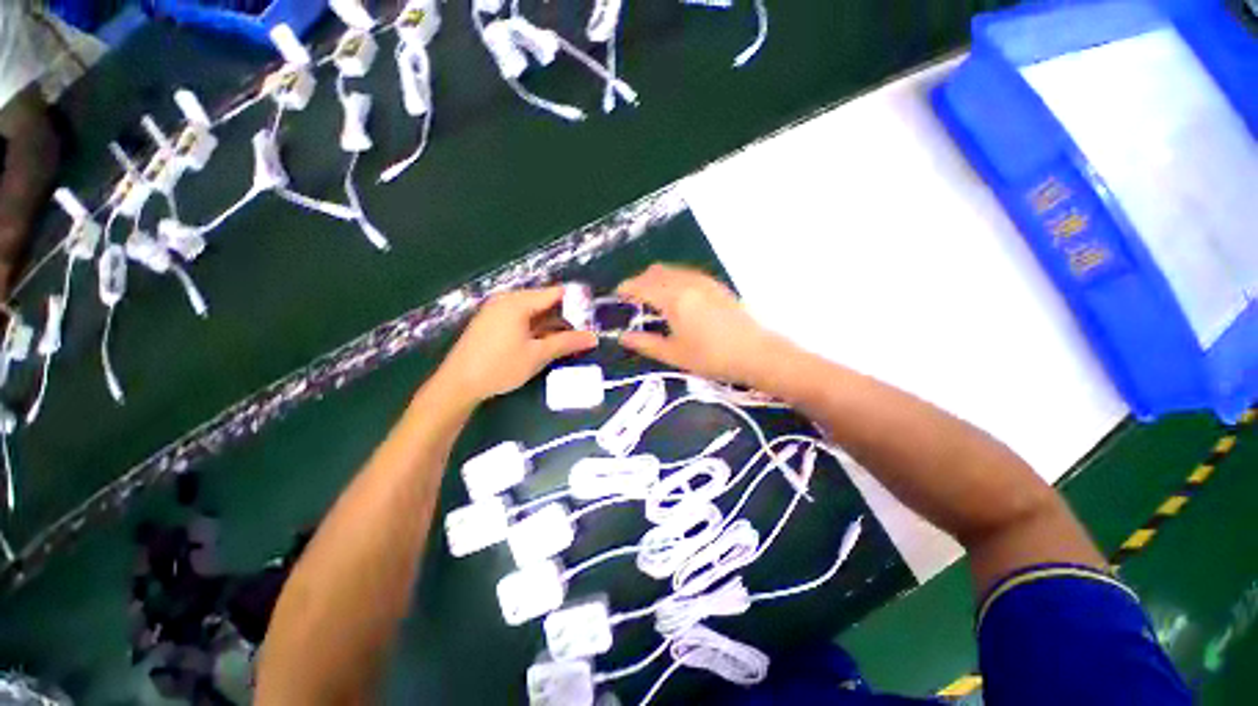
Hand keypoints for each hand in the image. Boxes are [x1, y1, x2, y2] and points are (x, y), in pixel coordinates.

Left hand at [435, 286, 596, 404]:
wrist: (458, 385)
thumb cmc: (500, 367)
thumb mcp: (537, 355)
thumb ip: (567, 343)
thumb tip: (593, 338)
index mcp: (518, 302)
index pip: (555, 293)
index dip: (576, 302)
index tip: (592, 315)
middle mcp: (506, 301)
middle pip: (544, 301)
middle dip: (565, 315)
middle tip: (583, 331)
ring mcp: (497, 311)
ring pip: (533, 312)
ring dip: (551, 324)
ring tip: (569, 339)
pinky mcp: (491, 323)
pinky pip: (521, 319)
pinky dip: (536, 328)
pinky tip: (546, 342)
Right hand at [616, 264, 782, 384]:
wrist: (755, 353)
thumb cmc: (711, 357)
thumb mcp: (674, 354)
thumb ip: (645, 343)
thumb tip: (623, 337)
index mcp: (673, 298)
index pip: (641, 285)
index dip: (625, 288)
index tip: (616, 295)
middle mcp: (687, 282)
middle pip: (655, 272)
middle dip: (639, 281)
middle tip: (633, 300)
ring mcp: (703, 281)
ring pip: (672, 270)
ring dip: (656, 278)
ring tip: (653, 299)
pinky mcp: (715, 285)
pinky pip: (686, 273)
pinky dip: (673, 279)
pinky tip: (676, 297)